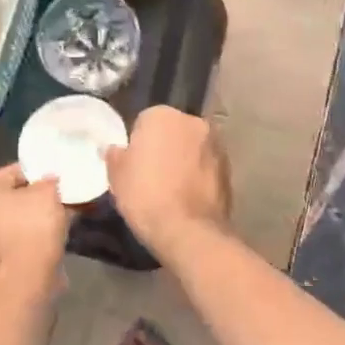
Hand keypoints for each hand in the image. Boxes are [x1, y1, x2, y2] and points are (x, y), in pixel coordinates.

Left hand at [0, 164, 69, 277]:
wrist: (28, 276)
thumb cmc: (32, 225)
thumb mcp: (47, 192)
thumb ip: (48, 180)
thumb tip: (50, 181)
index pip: (12, 172)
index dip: (38, 173)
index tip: (58, 179)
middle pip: (10, 194)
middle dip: (35, 195)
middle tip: (60, 195)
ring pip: (13, 215)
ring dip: (34, 213)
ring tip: (60, 212)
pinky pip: (14, 233)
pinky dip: (30, 230)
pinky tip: (52, 230)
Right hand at [104, 106, 230, 254]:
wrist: (187, 230)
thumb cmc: (145, 196)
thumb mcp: (116, 177)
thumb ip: (115, 156)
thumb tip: (114, 149)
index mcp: (162, 115)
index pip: (145, 121)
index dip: (138, 143)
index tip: (134, 163)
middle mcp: (193, 121)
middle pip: (173, 131)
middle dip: (165, 146)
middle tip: (152, 174)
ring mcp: (216, 144)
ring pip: (193, 148)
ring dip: (185, 160)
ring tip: (172, 188)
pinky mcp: (230, 169)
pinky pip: (207, 167)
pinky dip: (199, 176)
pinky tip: (188, 197)